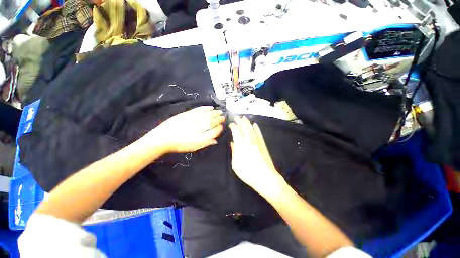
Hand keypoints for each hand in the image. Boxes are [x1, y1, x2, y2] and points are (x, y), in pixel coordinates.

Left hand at [147, 106, 224, 153]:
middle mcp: (197, 128)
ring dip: (215, 112)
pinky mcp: (187, 114)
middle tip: (223, 117)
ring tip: (219, 111)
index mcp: (199, 138)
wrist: (163, 138)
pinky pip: (199, 109)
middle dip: (219, 119)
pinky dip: (206, 108)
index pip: (214, 132)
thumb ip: (205, 143)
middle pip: (212, 122)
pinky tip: (210, 107)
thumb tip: (215, 141)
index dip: (219, 129)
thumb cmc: (179, 145)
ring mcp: (192, 120)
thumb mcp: (193, 148)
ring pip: (207, 115)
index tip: (221, 127)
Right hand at [229, 116, 285, 195]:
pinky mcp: (263, 144)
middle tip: (237, 117)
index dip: (233, 127)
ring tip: (244, 118)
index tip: (231, 124)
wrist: (266, 178)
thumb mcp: (236, 165)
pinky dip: (257, 128)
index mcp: (241, 147)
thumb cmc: (248, 173)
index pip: (236, 132)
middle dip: (240, 121)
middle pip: (244, 128)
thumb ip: (234, 152)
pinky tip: (255, 124)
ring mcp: (257, 142)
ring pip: (252, 129)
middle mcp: (249, 142)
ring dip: (247, 122)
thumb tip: (232, 143)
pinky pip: (259, 134)